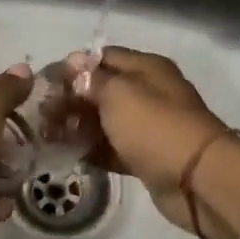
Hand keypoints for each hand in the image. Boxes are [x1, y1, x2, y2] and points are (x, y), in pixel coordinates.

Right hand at [64, 47, 239, 238]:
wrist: (197, 181)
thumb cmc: (155, 127)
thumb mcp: (119, 94)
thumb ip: (93, 80)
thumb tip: (76, 65)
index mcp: (146, 69)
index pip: (102, 57)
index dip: (74, 67)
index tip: (46, 83)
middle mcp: (148, 93)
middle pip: (102, 90)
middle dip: (72, 100)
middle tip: (42, 114)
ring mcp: (147, 126)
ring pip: (105, 121)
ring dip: (78, 127)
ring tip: (48, 136)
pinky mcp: (145, 156)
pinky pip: (112, 148)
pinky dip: (92, 150)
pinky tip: (68, 154)